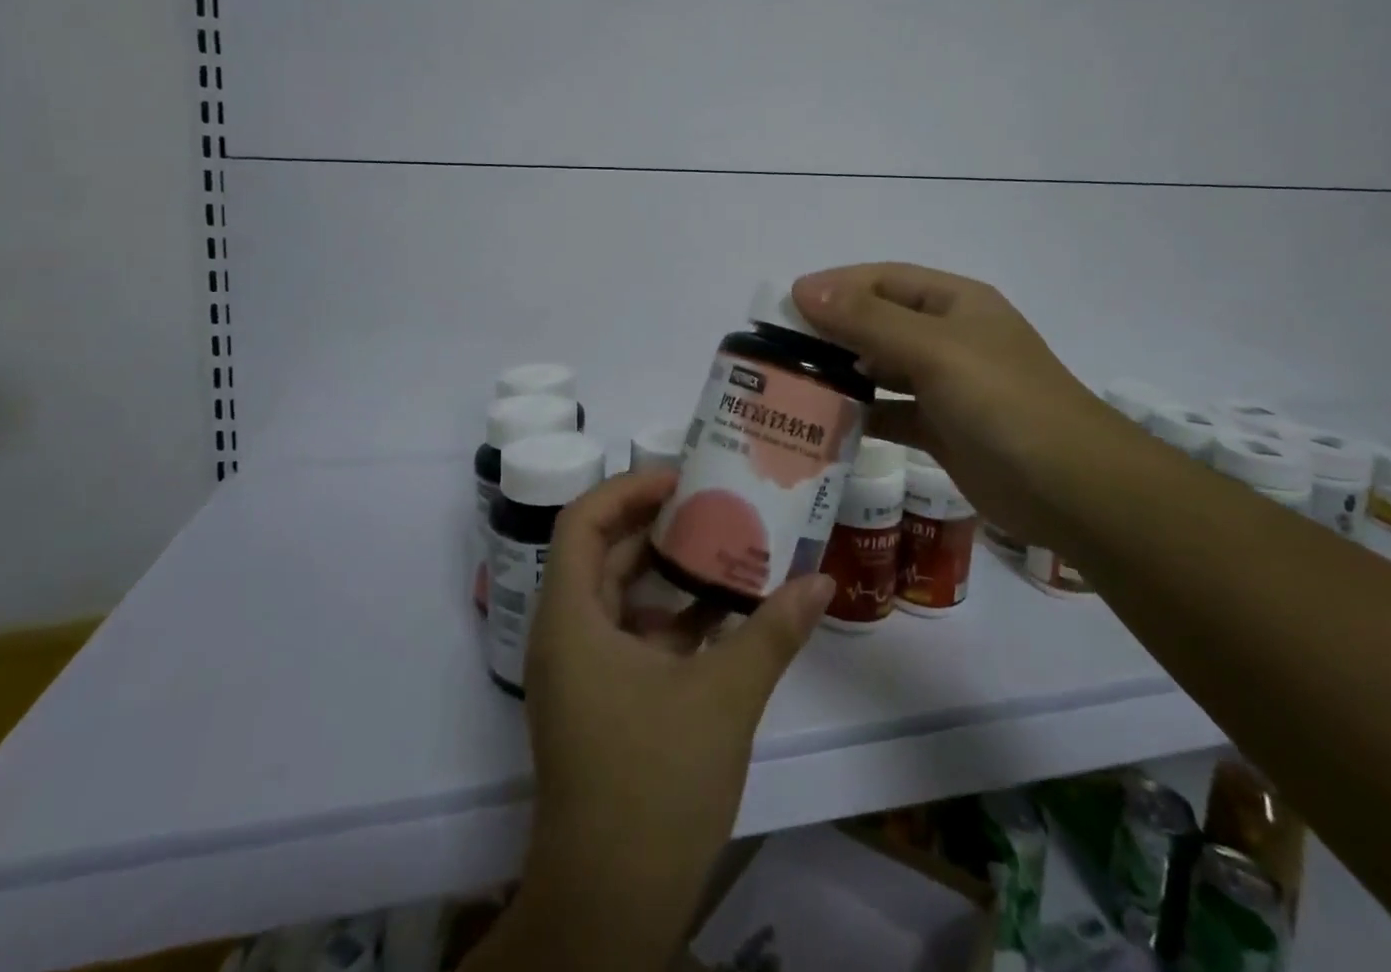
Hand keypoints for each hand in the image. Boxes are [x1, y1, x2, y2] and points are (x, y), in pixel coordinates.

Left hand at [511, 470, 832, 969]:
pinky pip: (632, 637)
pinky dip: (672, 620)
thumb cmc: (654, 784)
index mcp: (572, 619)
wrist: (609, 911)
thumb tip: (823, 580)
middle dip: (659, 526)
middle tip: (717, 504)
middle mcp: (566, 636)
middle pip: (604, 553)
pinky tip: (724, 619)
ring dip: (670, 575)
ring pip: (620, 597)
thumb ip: (773, 631)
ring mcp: (581, 674)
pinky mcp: (600, 704)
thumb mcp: (723, 697)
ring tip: (728, 550)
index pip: (584, 521)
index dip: (629, 489)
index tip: (683, 480)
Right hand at [793, 263, 1122, 543]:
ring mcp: (947, 385)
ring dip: (844, 373)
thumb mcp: (934, 351)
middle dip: (832, 331)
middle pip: (879, 322)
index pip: (883, 280)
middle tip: (779, 349)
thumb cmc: (1004, 402)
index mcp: (955, 303)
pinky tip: (827, 424)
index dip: (835, 287)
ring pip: (882, 368)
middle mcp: (949, 337)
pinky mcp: (943, 429)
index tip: (785, 304)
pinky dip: (862, 414)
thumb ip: (868, 320)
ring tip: (793, 385)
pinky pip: (891, 412)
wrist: (1073, 490)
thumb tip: (805, 289)